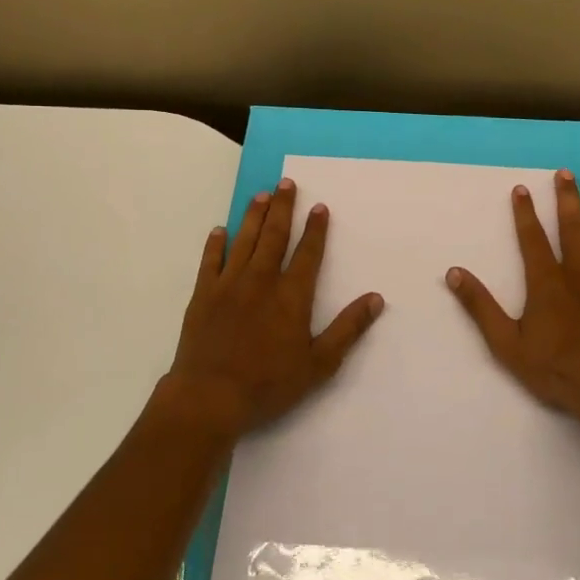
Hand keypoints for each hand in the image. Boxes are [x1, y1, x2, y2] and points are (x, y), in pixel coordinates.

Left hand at [157, 178, 383, 445]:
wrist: (210, 397)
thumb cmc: (269, 383)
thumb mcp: (319, 363)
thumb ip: (348, 329)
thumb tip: (376, 298)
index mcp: (291, 295)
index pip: (308, 253)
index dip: (316, 229)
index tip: (320, 207)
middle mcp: (261, 280)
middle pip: (274, 236)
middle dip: (283, 208)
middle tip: (286, 182)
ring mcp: (229, 285)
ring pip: (244, 241)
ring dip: (254, 216)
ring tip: (261, 195)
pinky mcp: (203, 295)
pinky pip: (210, 261)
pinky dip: (215, 243)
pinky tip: (220, 230)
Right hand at [447, 169, 579, 450]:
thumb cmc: (557, 369)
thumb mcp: (507, 343)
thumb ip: (481, 307)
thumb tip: (455, 273)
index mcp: (547, 281)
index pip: (532, 237)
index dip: (525, 212)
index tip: (522, 189)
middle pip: (572, 226)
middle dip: (566, 198)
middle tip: (566, 173)